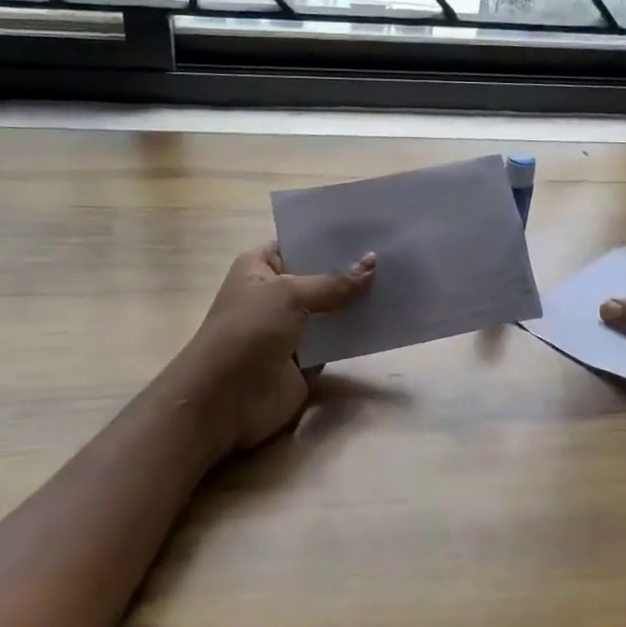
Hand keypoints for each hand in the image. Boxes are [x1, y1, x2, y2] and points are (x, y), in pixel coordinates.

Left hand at [173, 242, 375, 454]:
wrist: (225, 398)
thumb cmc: (248, 330)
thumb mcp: (288, 294)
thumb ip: (333, 282)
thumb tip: (372, 263)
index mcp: (260, 268)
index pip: (298, 244)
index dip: (329, 238)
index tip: (370, 228)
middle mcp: (275, 295)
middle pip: (319, 277)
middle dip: (351, 269)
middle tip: (395, 253)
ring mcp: (291, 330)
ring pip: (332, 311)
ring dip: (358, 302)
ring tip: (400, 281)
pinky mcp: (306, 362)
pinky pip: (336, 343)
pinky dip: (356, 335)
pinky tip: (387, 319)